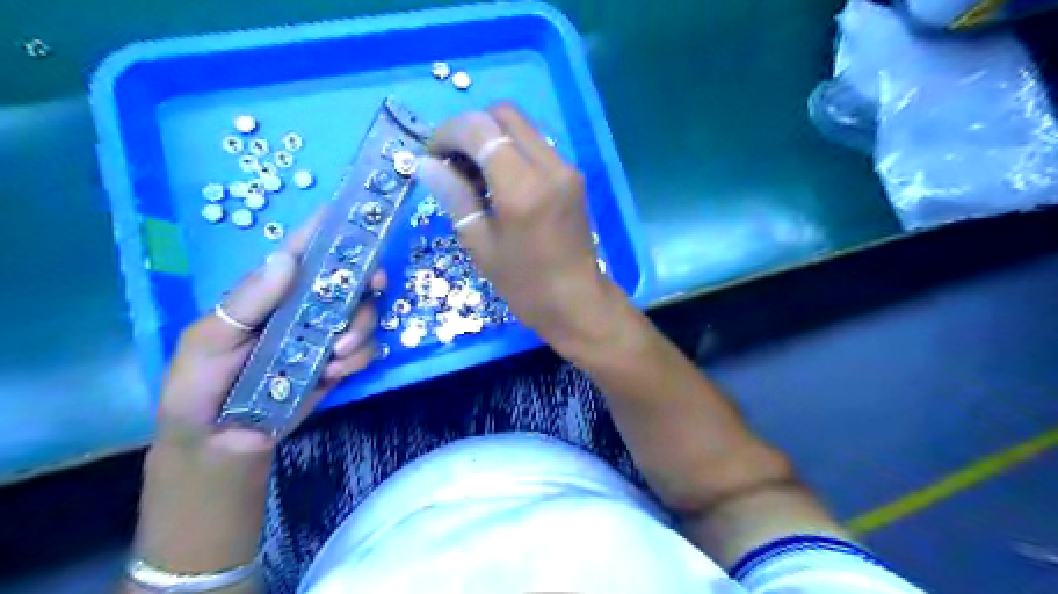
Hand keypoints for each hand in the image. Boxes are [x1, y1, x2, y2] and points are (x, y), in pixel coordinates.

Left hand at [158, 211, 381, 453]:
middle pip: (350, 280)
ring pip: (365, 314)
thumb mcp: (209, 341)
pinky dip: (358, 357)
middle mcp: (305, 307)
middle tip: (372, 288)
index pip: (302, 251)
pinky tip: (333, 372)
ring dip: (360, 329)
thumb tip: (288, 259)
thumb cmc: (200, 385)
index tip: (359, 216)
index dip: (329, 229)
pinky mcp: (339, 363)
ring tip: (333, 354)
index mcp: (271, 292)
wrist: (219, 443)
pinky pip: (367, 350)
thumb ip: (248, 302)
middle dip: (367, 280)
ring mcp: (325, 335)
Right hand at [417, 102, 621, 354]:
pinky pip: (537, 146)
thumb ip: (454, 197)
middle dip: (470, 128)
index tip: (432, 156)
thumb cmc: (524, 284)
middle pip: (504, 114)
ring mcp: (566, 168)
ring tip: (473, 174)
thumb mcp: (480, 245)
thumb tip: (424, 164)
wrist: (577, 302)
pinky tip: (499, 182)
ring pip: (522, 127)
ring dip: (491, 138)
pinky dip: (512, 150)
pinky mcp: (574, 176)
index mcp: (522, 186)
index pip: (480, 129)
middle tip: (452, 161)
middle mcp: (549, 166)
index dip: (448, 133)